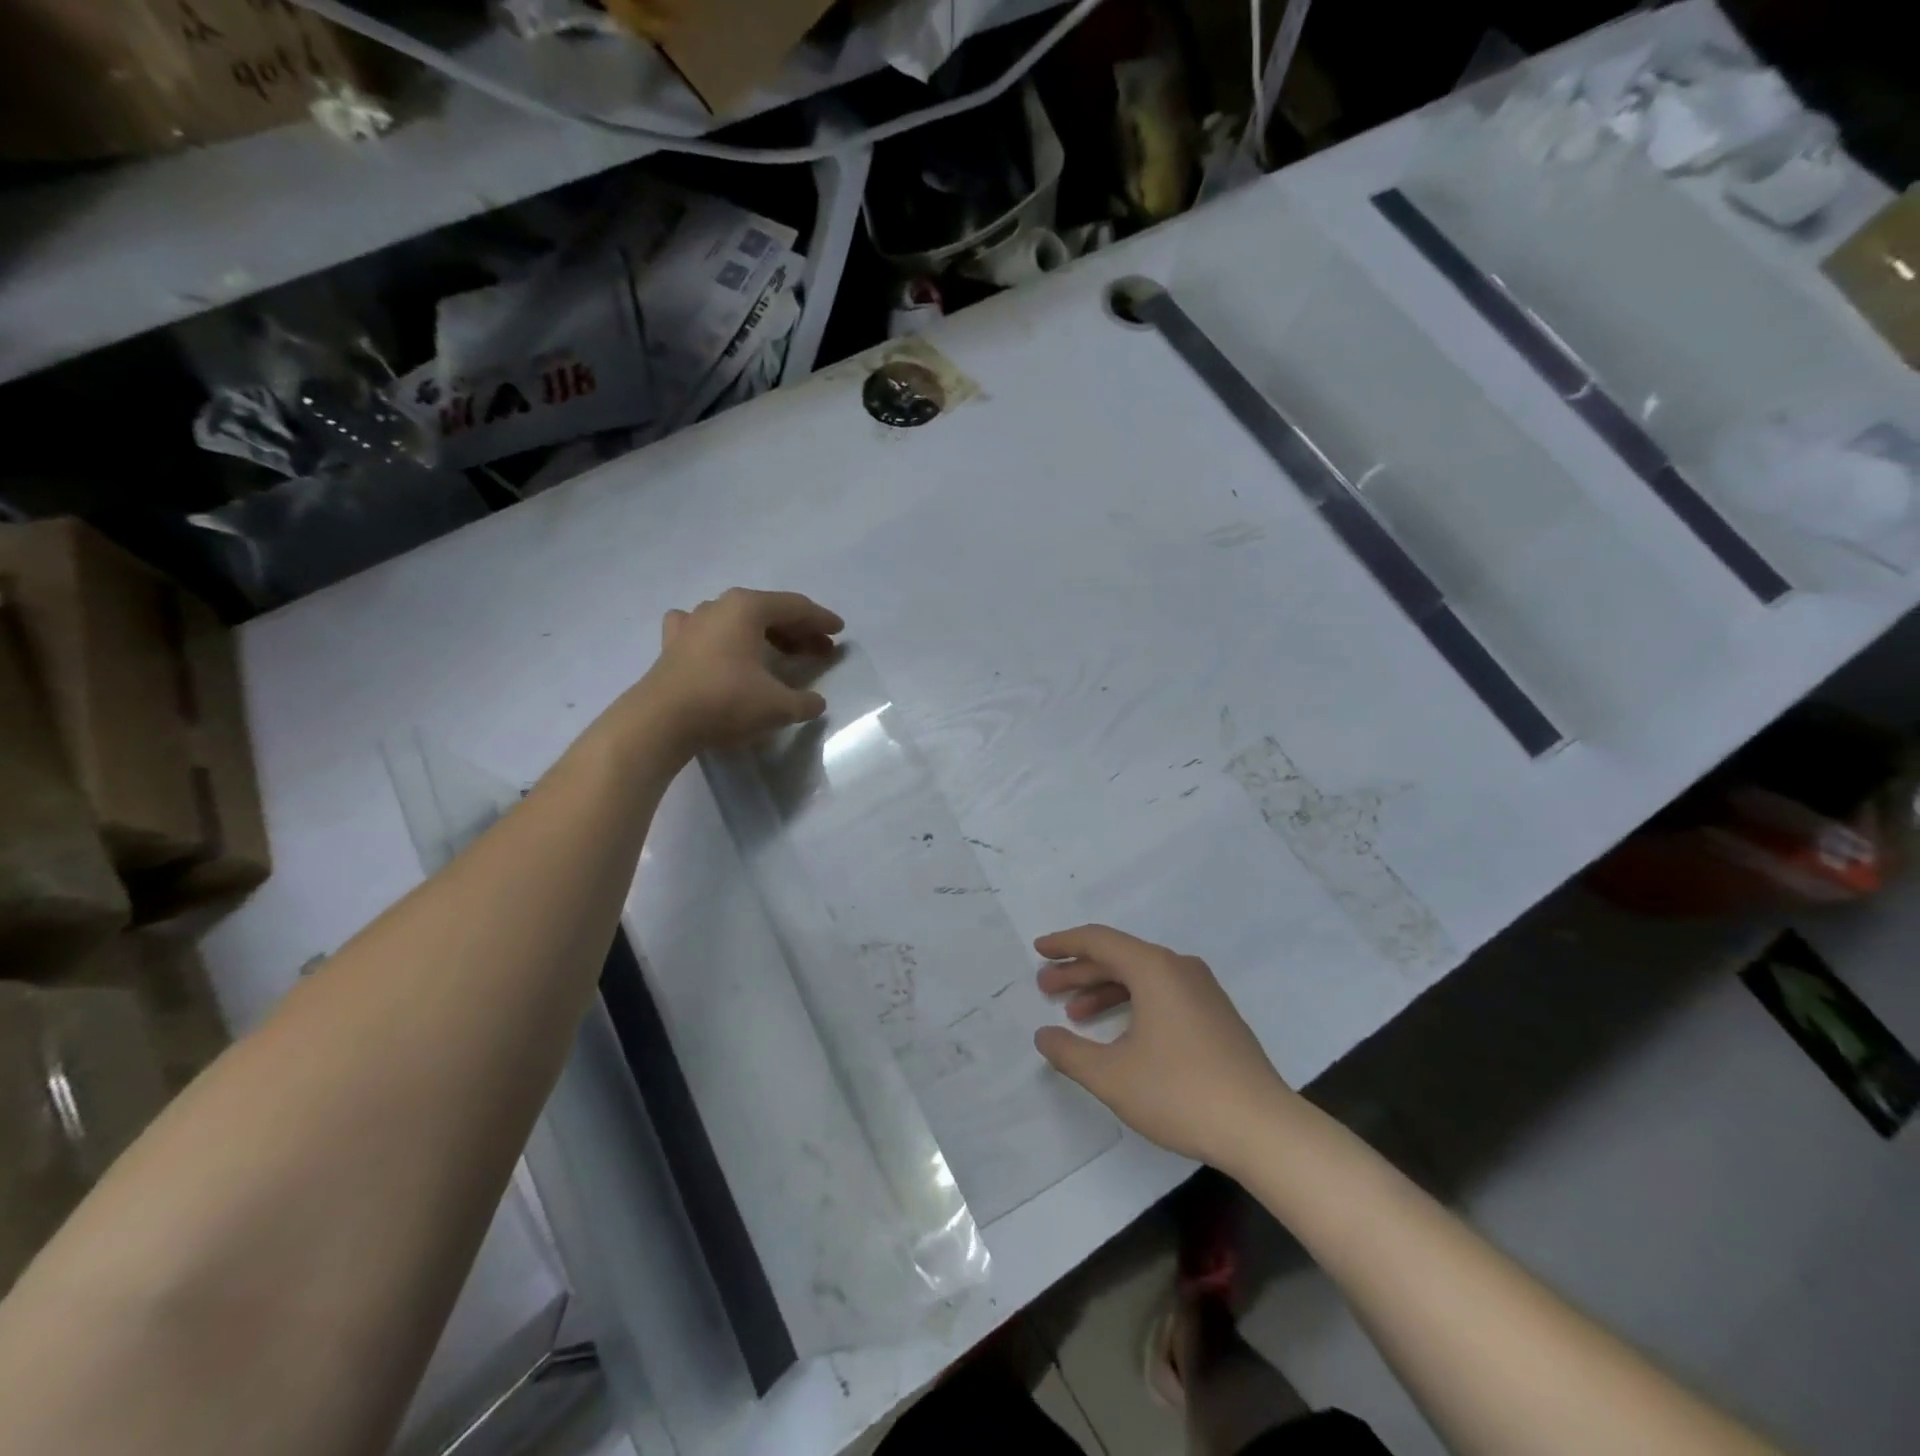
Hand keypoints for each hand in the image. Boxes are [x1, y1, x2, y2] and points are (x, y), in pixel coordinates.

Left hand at [634, 589, 843, 754]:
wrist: (660, 721)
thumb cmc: (725, 702)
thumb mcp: (778, 706)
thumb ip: (805, 702)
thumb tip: (816, 702)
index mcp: (748, 608)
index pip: (795, 607)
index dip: (821, 620)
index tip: (839, 632)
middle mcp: (719, 606)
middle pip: (768, 611)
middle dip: (798, 630)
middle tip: (820, 650)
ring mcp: (691, 623)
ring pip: (738, 620)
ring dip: (765, 634)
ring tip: (782, 654)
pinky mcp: (672, 644)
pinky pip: (706, 631)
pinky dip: (723, 638)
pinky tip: (724, 647)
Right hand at [1033, 925, 1296, 1169]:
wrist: (1263, 1129)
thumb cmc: (1180, 1093)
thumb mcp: (1112, 1076)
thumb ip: (1070, 1052)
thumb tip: (1044, 1035)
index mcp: (1154, 969)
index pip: (1099, 940)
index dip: (1064, 944)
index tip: (1039, 950)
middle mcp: (1179, 968)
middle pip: (1120, 957)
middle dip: (1080, 971)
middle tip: (1047, 989)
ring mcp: (1202, 991)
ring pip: (1141, 977)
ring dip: (1104, 990)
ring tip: (1075, 1015)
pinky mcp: (1215, 1015)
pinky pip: (1162, 994)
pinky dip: (1132, 1003)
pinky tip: (1118, 1033)